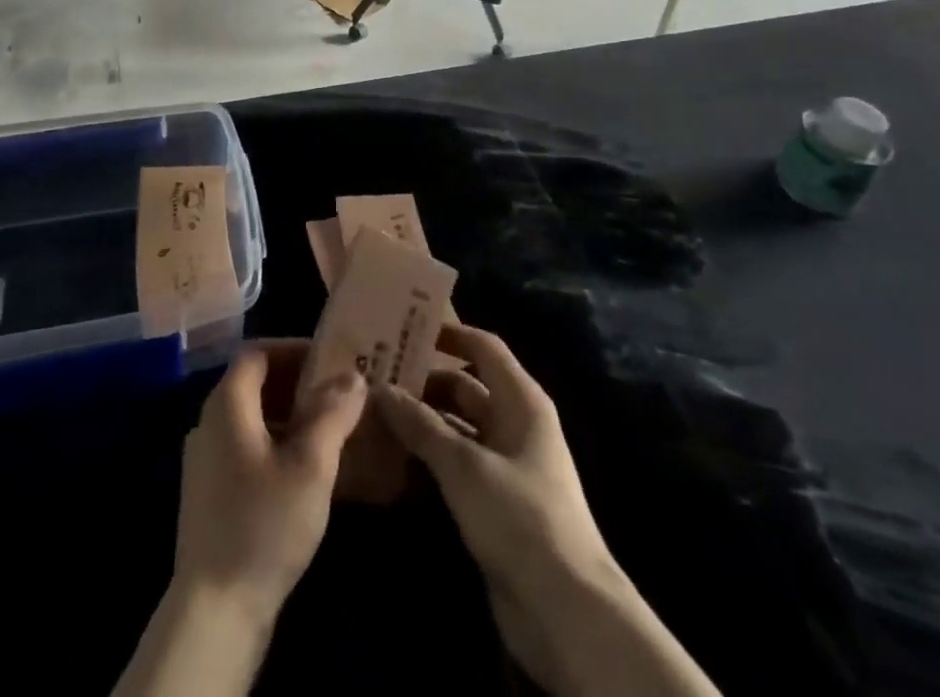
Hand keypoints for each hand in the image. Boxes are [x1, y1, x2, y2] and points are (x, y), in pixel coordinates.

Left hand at [173, 340, 366, 622]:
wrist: (215, 611)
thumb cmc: (264, 524)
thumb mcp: (311, 465)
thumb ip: (333, 414)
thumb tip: (353, 377)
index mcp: (227, 404)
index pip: (257, 352)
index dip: (293, 348)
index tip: (330, 358)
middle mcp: (209, 423)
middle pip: (254, 383)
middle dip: (297, 382)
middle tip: (338, 392)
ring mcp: (205, 461)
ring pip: (251, 418)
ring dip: (288, 415)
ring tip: (329, 429)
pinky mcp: (209, 494)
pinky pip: (245, 448)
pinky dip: (275, 443)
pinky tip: (304, 470)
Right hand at [376, 324, 667, 695]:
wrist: (565, 611)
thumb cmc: (520, 517)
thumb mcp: (464, 465)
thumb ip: (421, 425)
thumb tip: (380, 389)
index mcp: (521, 401)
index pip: (484, 348)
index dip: (449, 333)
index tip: (405, 328)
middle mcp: (515, 424)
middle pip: (465, 387)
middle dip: (424, 381)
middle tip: (375, 374)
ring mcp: (505, 464)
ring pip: (457, 426)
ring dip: (422, 420)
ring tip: (374, 411)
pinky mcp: (494, 501)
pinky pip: (456, 463)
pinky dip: (429, 456)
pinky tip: (392, 456)